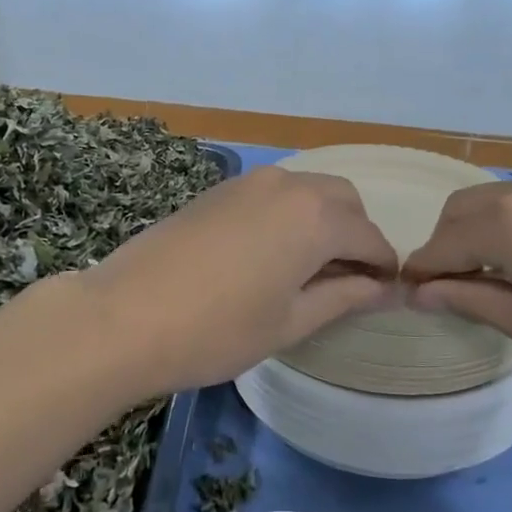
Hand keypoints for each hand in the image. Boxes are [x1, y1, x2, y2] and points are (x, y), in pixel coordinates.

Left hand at [78, 166, 398, 395]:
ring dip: (323, 220)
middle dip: (356, 234)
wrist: (124, 315)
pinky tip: (271, 252)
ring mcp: (249, 182)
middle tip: (348, 280)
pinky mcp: (220, 189)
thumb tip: (384, 288)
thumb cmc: (217, 329)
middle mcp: (288, 185)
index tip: (387, 292)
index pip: (370, 236)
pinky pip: (274, 193)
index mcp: (315, 217)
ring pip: (308, 190)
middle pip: (343, 200)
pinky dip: (290, 214)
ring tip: (309, 269)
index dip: (384, 265)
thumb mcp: (290, 322)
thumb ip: (343, 297)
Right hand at [403, 168, 511, 407]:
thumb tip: (422, 292)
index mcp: (510, 221)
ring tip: (496, 277)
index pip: (444, 243)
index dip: (423, 270)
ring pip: (500, 200)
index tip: (409, 294)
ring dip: (483, 232)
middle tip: (452, 289)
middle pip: (465, 210)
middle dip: (449, 245)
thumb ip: (474, 301)